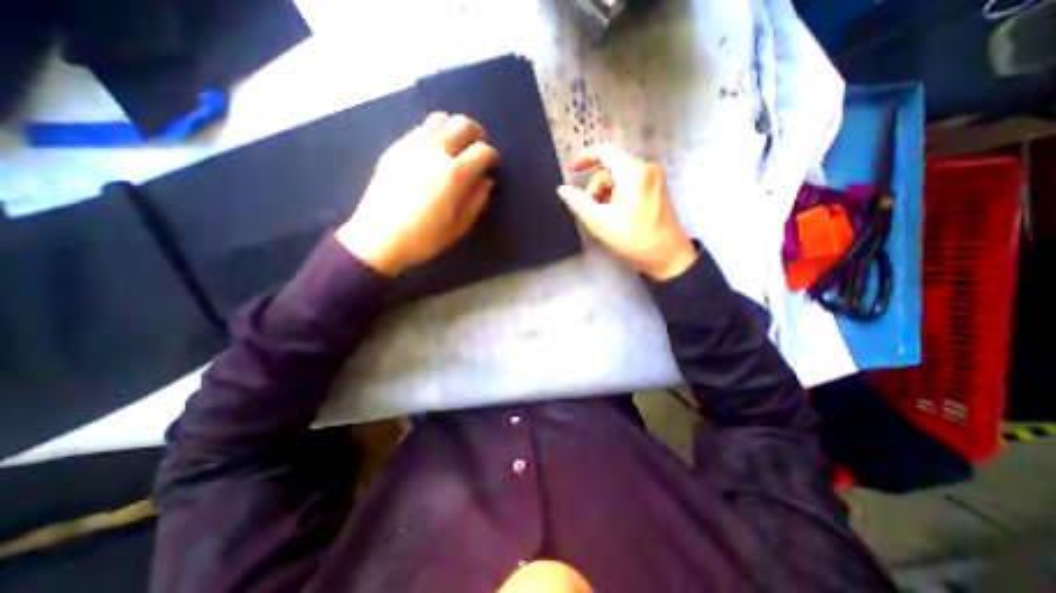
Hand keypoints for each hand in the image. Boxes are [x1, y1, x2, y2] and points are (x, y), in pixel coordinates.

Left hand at [337, 112, 502, 274]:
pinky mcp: (396, 148)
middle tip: (479, 148)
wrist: (378, 238)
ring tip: (457, 145)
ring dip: (455, 128)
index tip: (493, 165)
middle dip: (477, 133)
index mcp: (453, 174)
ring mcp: (412, 146)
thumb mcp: (458, 227)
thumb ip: (476, 201)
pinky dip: (435, 132)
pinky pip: (420, 128)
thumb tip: (486, 181)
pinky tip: (434, 151)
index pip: (482, 151)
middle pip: (462, 124)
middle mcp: (434, 152)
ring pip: (440, 118)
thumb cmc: (423, 238)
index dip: (493, 156)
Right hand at [555, 143, 698, 278]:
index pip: (604, 151)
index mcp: (633, 172)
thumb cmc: (634, 240)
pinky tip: (617, 215)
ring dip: (606, 194)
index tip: (571, 171)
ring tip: (606, 218)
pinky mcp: (656, 189)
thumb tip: (562, 189)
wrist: (668, 257)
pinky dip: (617, 196)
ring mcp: (653, 178)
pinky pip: (629, 185)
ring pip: (618, 178)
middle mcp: (646, 168)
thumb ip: (578, 203)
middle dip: (596, 187)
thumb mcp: (600, 222)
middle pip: (610, 168)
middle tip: (593, 211)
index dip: (584, 158)